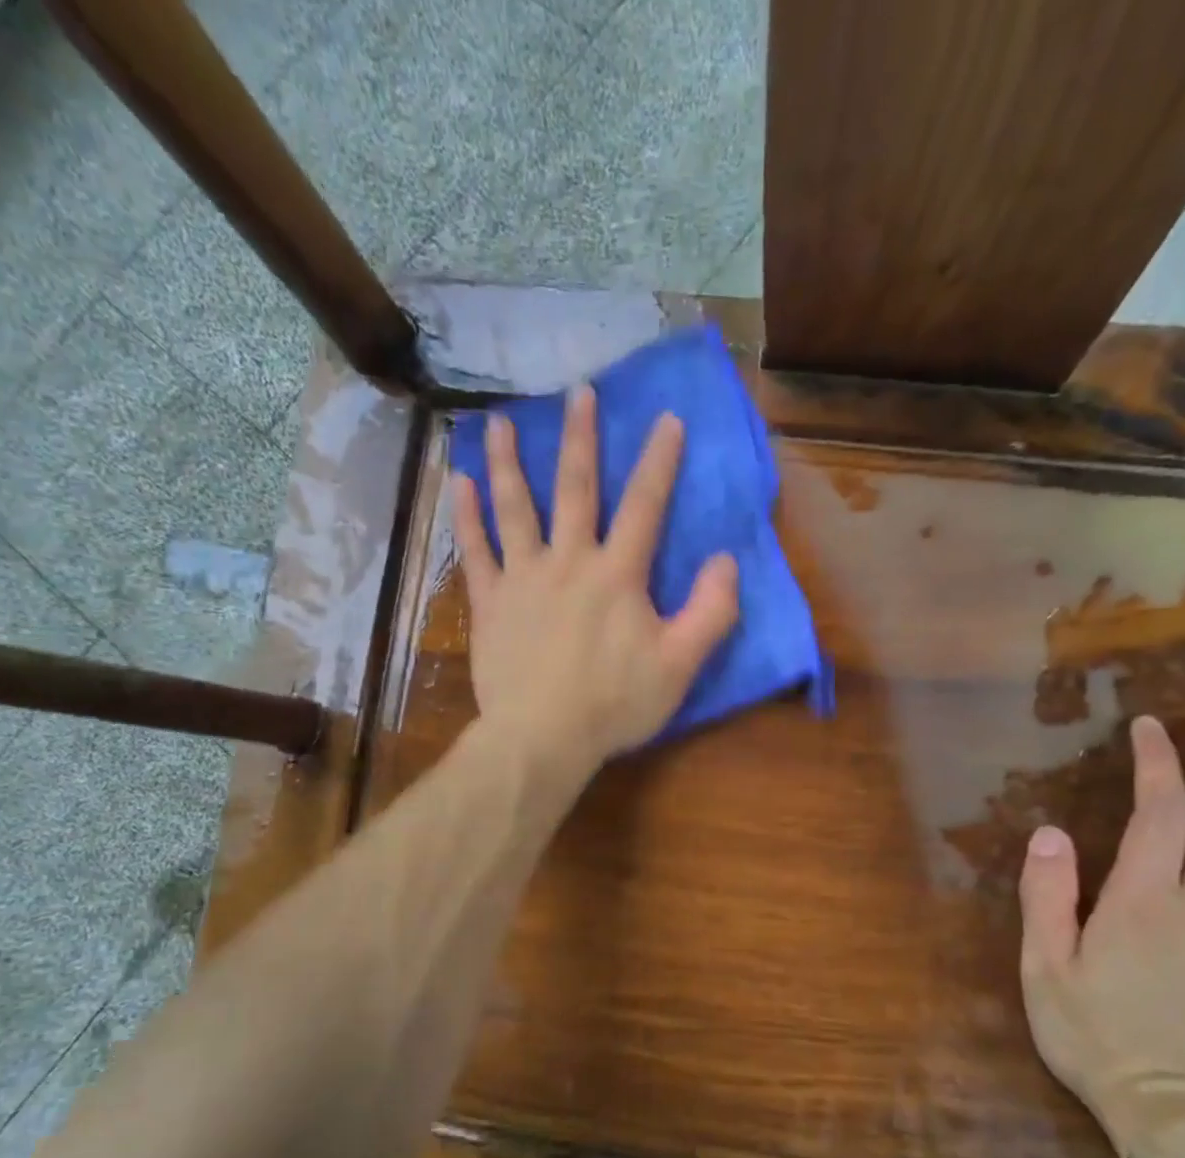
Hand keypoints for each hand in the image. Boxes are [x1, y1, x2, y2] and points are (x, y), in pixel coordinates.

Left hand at [449, 385, 739, 775]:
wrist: (541, 738)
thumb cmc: (614, 704)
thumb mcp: (680, 665)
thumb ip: (710, 612)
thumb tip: (725, 562)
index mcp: (617, 575)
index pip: (645, 505)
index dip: (659, 461)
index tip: (667, 418)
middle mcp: (568, 561)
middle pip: (576, 490)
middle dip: (581, 439)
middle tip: (578, 392)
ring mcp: (522, 578)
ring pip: (516, 508)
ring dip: (510, 463)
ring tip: (501, 423)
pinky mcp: (489, 603)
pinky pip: (475, 551)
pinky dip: (467, 516)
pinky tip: (458, 484)